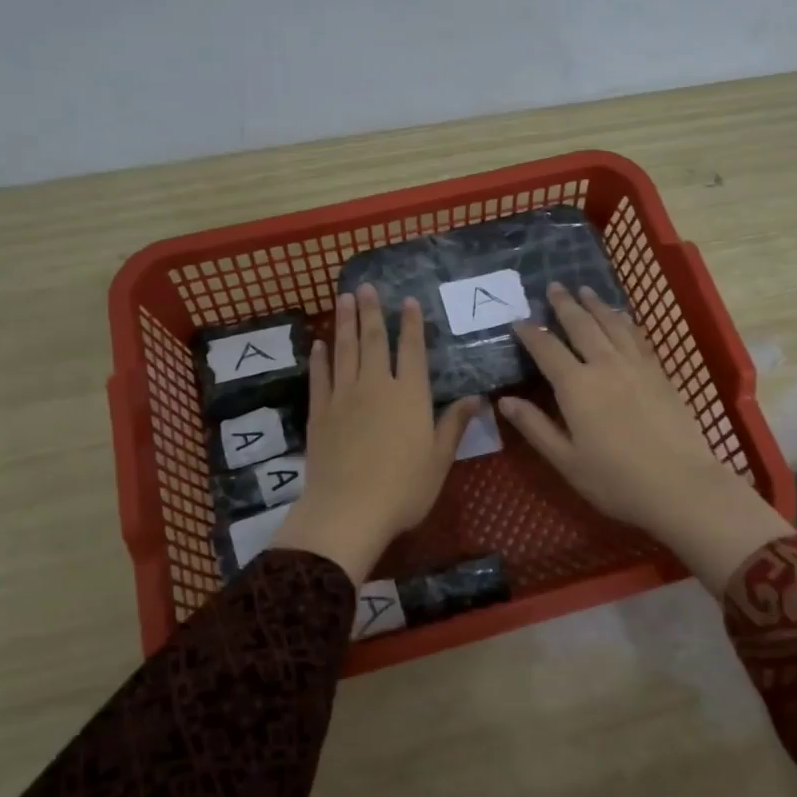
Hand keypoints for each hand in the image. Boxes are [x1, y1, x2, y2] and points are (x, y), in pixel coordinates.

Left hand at [274, 285, 479, 582]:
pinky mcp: (320, 413)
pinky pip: (320, 378)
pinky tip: (319, 345)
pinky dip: (320, 359)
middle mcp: (376, 386)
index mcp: (410, 396)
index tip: (407, 301)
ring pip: (344, 351)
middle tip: (365, 287)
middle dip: (370, 312)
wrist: (349, 510)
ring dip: (344, 323)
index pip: (412, 350)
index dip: (410, 324)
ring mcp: (344, 397)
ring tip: (343, 299)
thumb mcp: (439, 459)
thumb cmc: (404, 489)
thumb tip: (476, 398)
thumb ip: (454, 424)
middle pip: (373, 341)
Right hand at [501, 283, 792, 593]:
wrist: (681, 485)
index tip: (518, 321)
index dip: (530, 333)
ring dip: (596, 305)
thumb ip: (534, 426)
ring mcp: (636, 366)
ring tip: (585, 291)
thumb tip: (504, 401)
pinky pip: (638, 337)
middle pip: (582, 325)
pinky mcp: (660, 374)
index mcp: (576, 386)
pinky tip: (622, 318)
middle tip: (553, 287)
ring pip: (612, 324)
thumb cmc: (615, 480)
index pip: (547, 349)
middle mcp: (605, 365)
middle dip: (565, 305)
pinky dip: (625, 322)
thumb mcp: (566, 460)